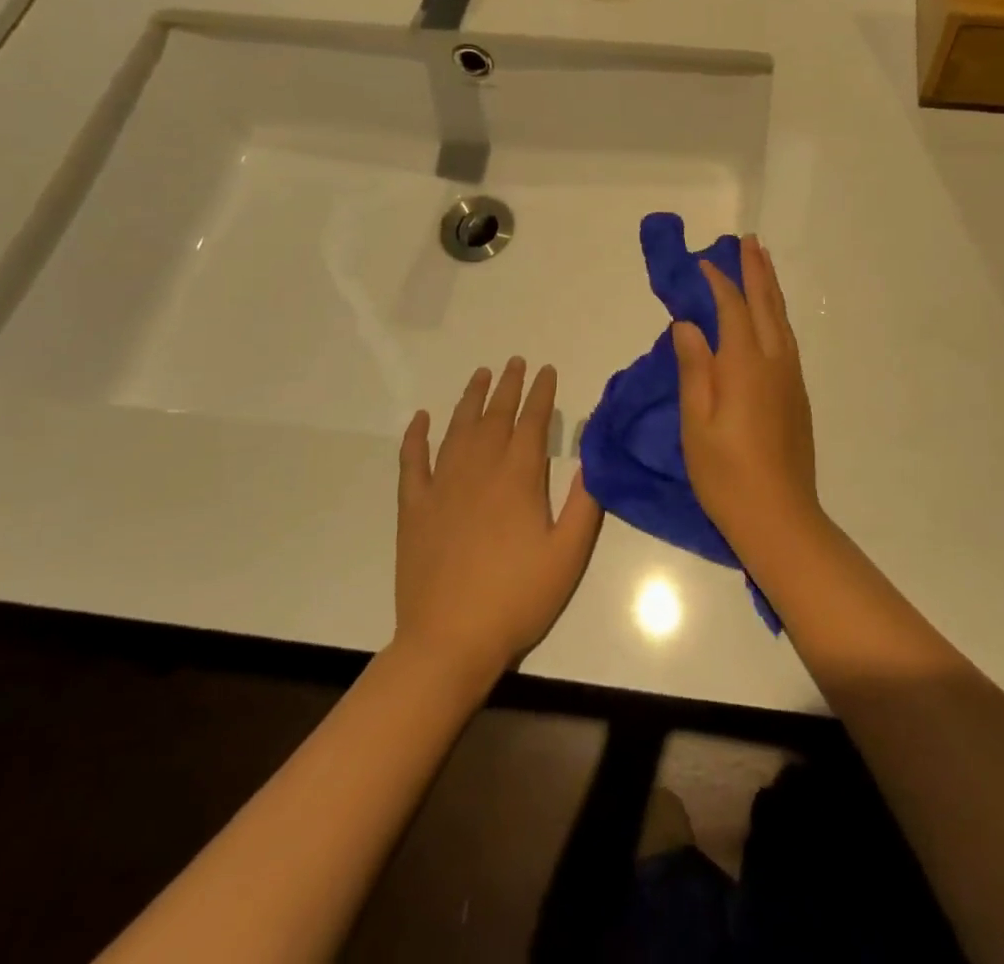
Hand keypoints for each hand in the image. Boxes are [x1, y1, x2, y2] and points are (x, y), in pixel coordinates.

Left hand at [395, 359, 602, 676]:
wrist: (450, 641)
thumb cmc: (518, 598)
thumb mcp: (568, 553)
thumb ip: (583, 499)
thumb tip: (591, 450)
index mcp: (518, 479)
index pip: (532, 422)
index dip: (541, 393)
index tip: (547, 370)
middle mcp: (478, 471)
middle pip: (494, 416)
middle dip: (508, 386)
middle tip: (515, 361)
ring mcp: (441, 487)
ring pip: (457, 429)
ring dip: (470, 399)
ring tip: (480, 375)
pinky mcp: (413, 508)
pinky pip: (412, 461)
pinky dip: (416, 437)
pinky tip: (421, 419)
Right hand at [671, 235, 820, 557]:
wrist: (780, 517)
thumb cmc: (726, 475)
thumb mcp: (696, 424)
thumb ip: (694, 369)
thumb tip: (687, 325)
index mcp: (746, 366)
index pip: (732, 310)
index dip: (718, 282)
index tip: (703, 262)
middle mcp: (775, 362)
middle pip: (766, 305)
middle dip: (756, 271)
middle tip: (748, 241)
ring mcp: (791, 378)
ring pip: (782, 320)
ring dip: (770, 289)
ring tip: (762, 264)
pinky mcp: (798, 394)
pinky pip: (788, 339)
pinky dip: (777, 315)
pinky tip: (771, 317)